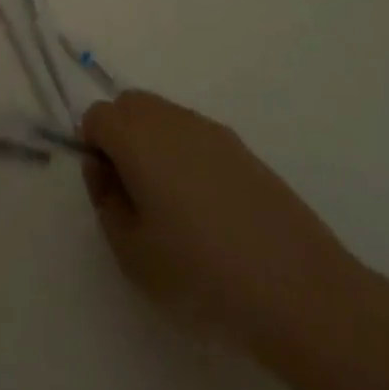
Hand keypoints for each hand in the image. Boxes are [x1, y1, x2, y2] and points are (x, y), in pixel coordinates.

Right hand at [80, 91, 362, 367]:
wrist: (294, 286)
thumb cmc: (199, 273)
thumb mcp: (133, 254)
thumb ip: (106, 202)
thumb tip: (101, 167)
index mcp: (137, 137)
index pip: (97, 115)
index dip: (93, 147)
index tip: (108, 189)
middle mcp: (170, 119)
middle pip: (130, 104)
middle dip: (121, 135)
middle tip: (133, 192)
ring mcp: (209, 128)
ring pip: (164, 115)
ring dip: (154, 142)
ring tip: (171, 203)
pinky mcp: (240, 146)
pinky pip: (195, 133)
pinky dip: (186, 153)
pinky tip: (206, 206)